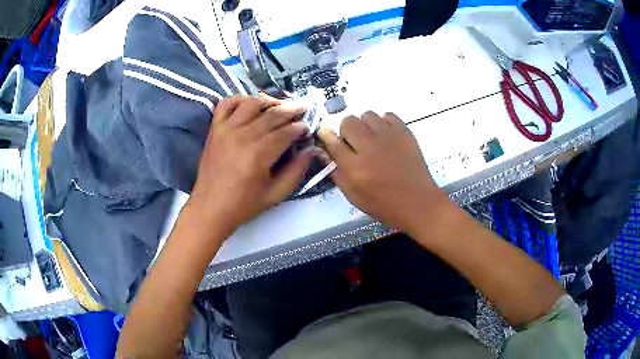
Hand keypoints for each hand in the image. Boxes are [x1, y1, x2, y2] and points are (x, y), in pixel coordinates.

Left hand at [189, 96, 316, 234]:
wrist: (210, 208)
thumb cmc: (244, 205)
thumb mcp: (275, 194)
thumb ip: (296, 171)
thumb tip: (312, 150)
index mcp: (259, 154)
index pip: (286, 131)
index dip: (300, 127)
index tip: (307, 127)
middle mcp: (243, 136)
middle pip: (272, 114)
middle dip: (291, 110)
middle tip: (302, 109)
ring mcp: (226, 130)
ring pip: (251, 103)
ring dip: (268, 101)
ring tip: (278, 106)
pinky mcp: (215, 129)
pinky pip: (225, 104)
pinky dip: (238, 99)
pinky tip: (249, 104)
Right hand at [318, 112, 449, 235]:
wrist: (418, 202)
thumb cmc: (383, 204)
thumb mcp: (353, 196)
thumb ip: (336, 172)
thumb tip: (325, 150)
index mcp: (355, 168)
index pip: (332, 141)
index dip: (327, 137)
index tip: (329, 138)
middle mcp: (370, 147)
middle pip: (348, 122)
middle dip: (347, 131)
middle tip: (356, 144)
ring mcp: (389, 137)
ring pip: (367, 115)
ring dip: (366, 126)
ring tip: (373, 140)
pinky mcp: (405, 132)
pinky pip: (387, 115)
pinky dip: (384, 123)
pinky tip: (387, 138)